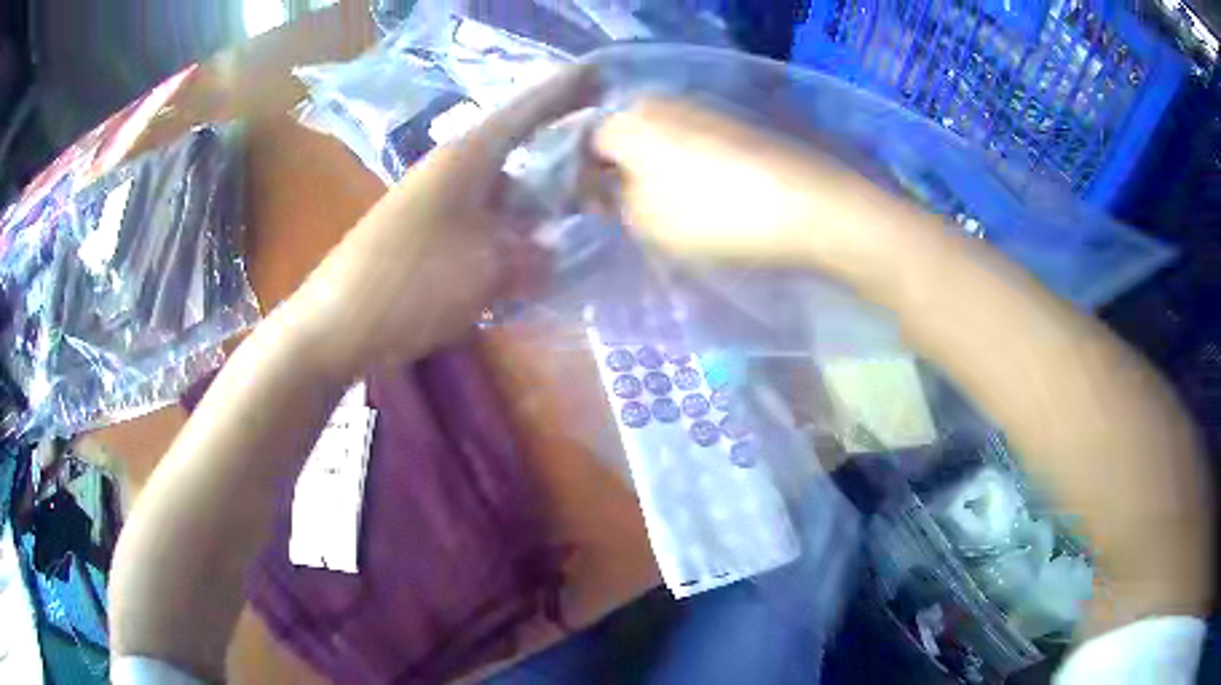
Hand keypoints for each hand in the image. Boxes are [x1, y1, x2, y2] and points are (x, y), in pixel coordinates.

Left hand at [286, 66, 595, 378]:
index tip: (603, 75)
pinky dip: (505, 244)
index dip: (568, 90)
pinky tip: (520, 274)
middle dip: (560, 175)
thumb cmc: (412, 284)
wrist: (336, 325)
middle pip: (519, 158)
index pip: (529, 109)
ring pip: (500, 199)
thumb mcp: (489, 269)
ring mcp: (435, 204)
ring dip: (531, 220)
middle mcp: (452, 170)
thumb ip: (532, 255)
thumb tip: (548, 252)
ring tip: (564, 249)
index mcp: (469, 156)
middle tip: (599, 198)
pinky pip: (479, 228)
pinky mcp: (423, 236)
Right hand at [592, 98, 906, 276]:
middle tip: (634, 211)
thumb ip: (615, 202)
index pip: (587, 145)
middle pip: (627, 137)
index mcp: (629, 121)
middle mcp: (663, 102)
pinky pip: (698, 142)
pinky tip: (709, 194)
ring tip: (674, 206)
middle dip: (623, 171)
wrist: (806, 204)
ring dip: (659, 168)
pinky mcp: (740, 122)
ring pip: (663, 138)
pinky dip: (693, 165)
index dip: (586, 181)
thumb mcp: (644, 222)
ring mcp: (705, 108)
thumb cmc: (711, 215)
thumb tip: (611, 188)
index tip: (599, 213)